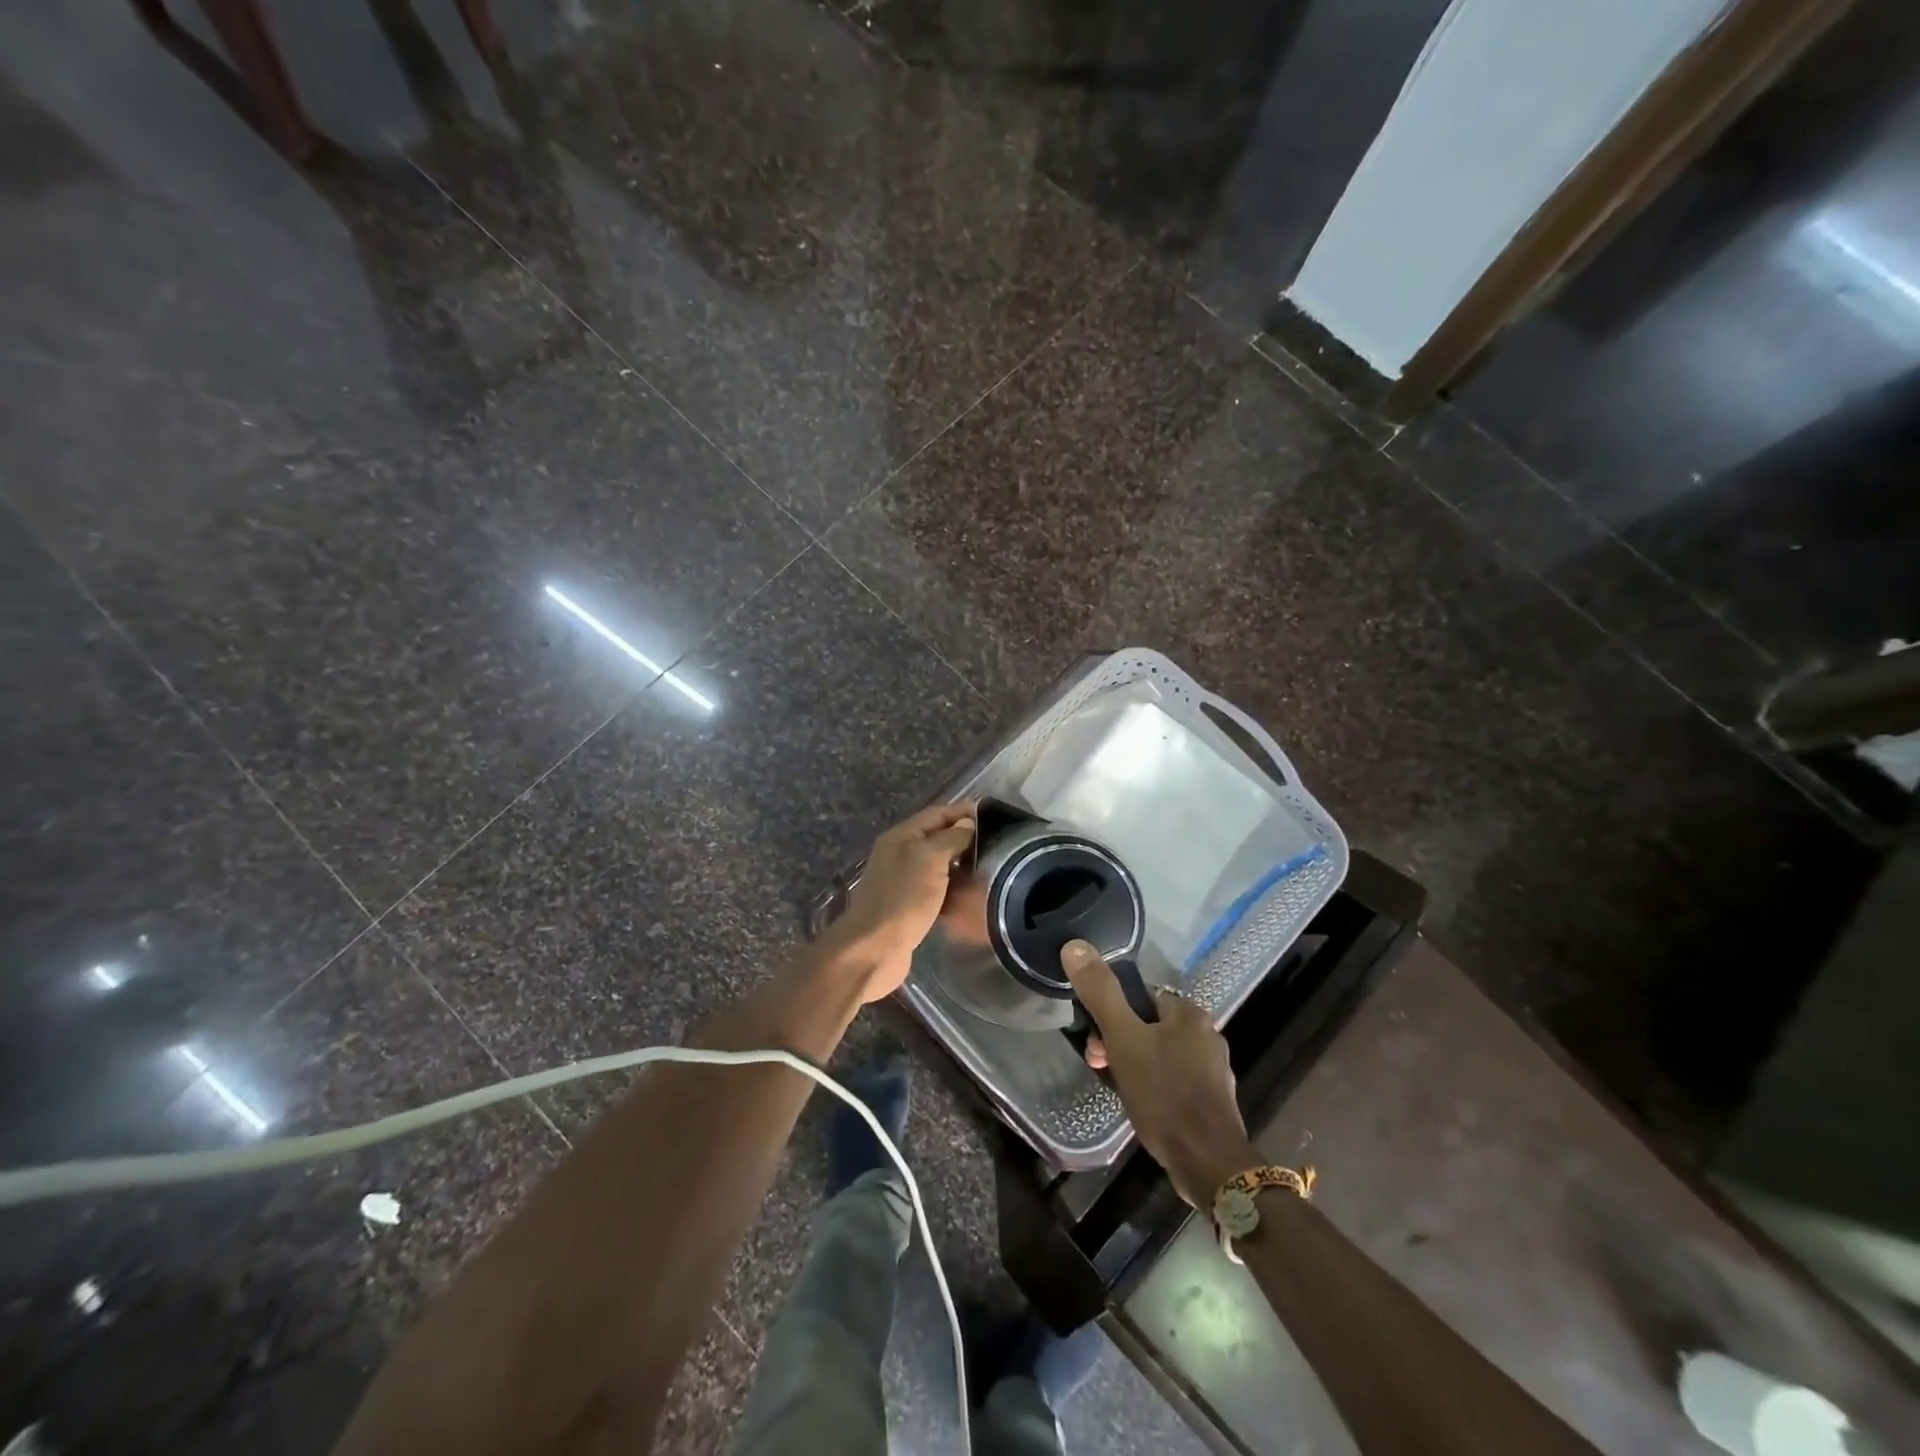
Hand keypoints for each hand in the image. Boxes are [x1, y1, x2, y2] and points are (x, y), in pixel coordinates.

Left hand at [830, 802, 975, 1002]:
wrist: (875, 948)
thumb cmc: (903, 898)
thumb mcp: (930, 859)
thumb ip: (950, 838)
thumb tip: (967, 823)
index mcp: (901, 837)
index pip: (936, 814)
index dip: (962, 811)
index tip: (990, 813)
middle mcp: (898, 854)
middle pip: (935, 838)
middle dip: (962, 837)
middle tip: (995, 841)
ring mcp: (901, 881)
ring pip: (935, 865)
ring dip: (959, 864)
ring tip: (989, 865)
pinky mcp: (907, 906)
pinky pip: (934, 889)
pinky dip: (951, 888)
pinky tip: (971, 894)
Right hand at [1061, 940, 1258, 1205]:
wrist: (1208, 1163)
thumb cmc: (1164, 1094)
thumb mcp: (1124, 1038)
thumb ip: (1101, 993)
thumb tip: (1076, 945)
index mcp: (1189, 1014)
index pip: (1143, 996)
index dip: (1114, 1013)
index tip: (1096, 1039)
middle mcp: (1207, 1035)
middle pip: (1150, 1026)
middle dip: (1120, 1042)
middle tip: (1099, 1065)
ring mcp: (1212, 1070)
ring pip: (1161, 1055)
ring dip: (1134, 1065)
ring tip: (1117, 1089)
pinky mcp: (1212, 1101)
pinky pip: (1173, 1081)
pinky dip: (1154, 1087)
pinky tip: (1142, 1107)